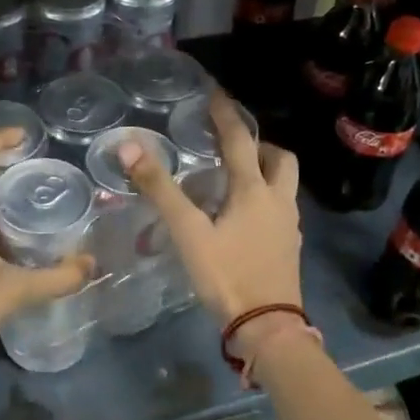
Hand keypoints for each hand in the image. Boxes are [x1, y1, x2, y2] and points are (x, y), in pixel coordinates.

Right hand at [120, 91, 303, 330]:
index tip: (216, 93)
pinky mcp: (290, 246)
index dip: (226, 115)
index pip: (240, 140)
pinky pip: (282, 208)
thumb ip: (160, 189)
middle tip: (233, 144)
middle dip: (259, 144)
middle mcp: (278, 200)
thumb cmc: (227, 275)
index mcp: (253, 190)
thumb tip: (129, 145)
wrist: (267, 326)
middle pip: (280, 158)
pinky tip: (245, 216)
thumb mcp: (187, 232)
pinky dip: (266, 198)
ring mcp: (289, 225)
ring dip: (266, 171)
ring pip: (285, 184)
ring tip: (236, 178)